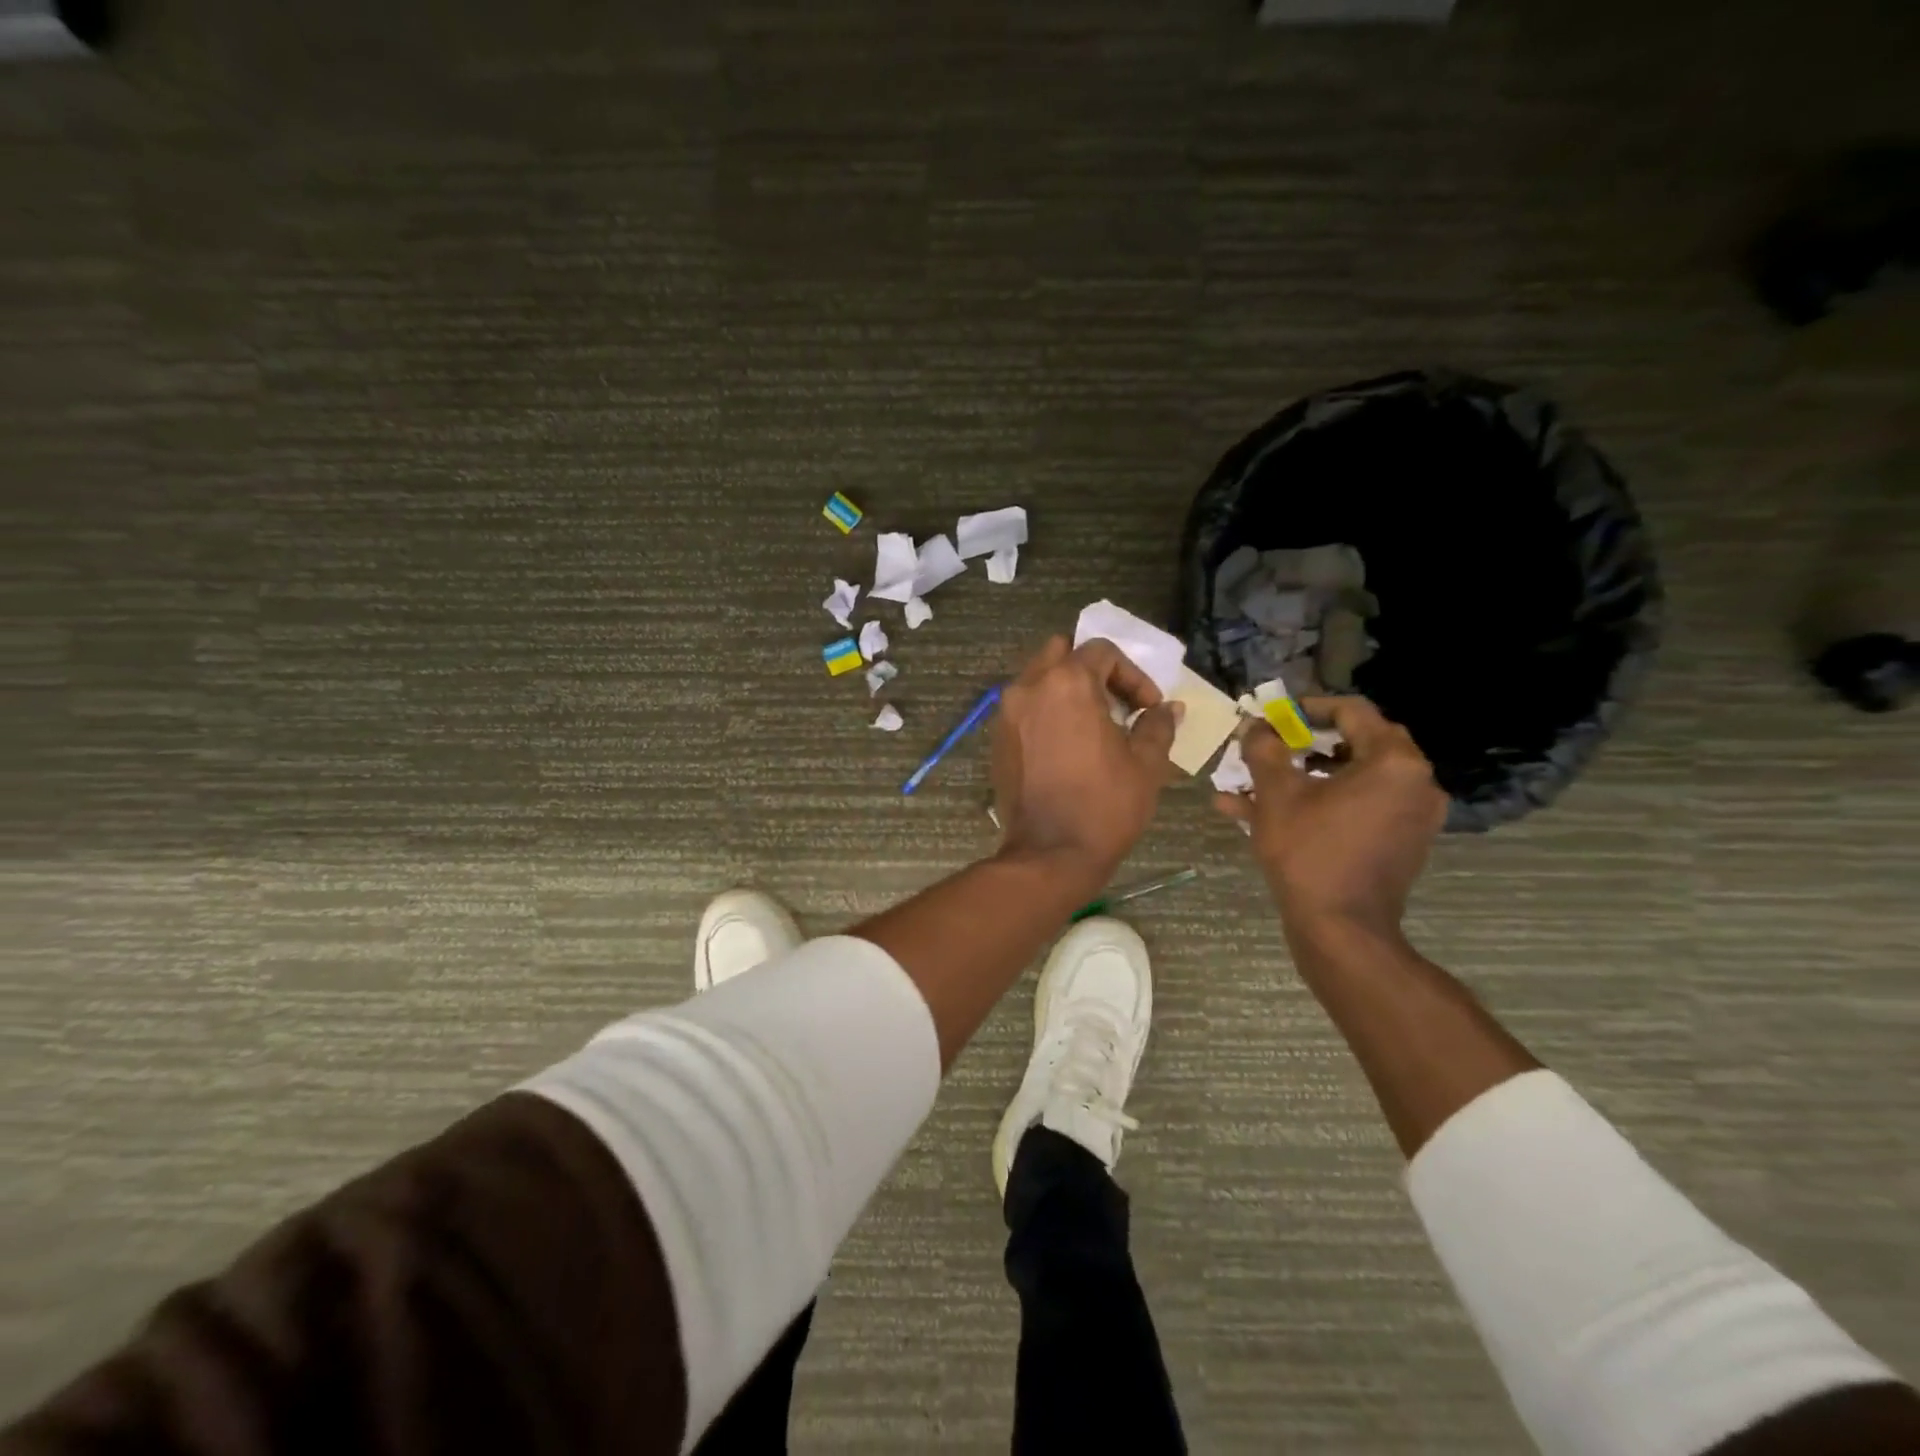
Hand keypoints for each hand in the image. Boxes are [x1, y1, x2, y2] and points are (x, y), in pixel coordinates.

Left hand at [991, 636, 1182, 884]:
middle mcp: (1029, 687)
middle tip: (1117, 703)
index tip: (1147, 708)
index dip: (1132, 674)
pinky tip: (1067, 745)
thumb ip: (1157, 726)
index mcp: (1066, 683)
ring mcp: (1006, 713)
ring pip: (1037, 678)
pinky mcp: (997, 739)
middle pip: (1061, 653)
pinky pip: (1024, 708)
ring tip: (1093, 724)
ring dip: (1066, 689)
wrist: (1049, 855)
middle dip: (1093, 670)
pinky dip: (1046, 712)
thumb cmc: (1104, 806)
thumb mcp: (1146, 764)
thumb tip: (1168, 709)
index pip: (1101, 651)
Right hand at [1214, 696, 1446, 936]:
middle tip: (1268, 746)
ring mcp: (1411, 815)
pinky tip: (1263, 813)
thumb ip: (1265, 750)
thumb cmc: (1310, 852)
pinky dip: (1319, 803)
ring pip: (1350, 779)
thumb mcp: (1277, 794)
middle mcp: (1415, 782)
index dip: (1307, 708)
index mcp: (1394, 762)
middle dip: (1302, 744)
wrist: (1341, 930)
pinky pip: (1356, 807)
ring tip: (1252, 784)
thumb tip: (1256, 726)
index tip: (1274, 716)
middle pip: (1354, 743)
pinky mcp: (1400, 842)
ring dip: (1302, 776)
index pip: (1352, 711)